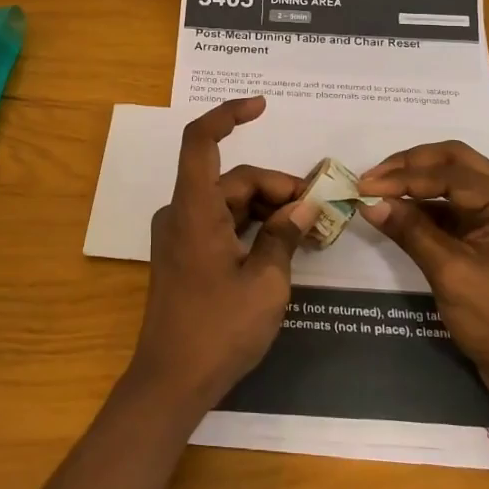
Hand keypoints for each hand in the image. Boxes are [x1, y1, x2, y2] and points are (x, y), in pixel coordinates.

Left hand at [125, 97, 312, 418]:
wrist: (171, 382)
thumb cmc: (218, 330)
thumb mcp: (266, 283)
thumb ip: (284, 236)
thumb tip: (303, 208)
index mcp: (194, 209)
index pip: (200, 140)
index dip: (228, 114)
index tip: (262, 106)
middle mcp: (182, 213)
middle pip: (232, 178)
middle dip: (277, 188)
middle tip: (318, 210)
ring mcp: (181, 234)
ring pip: (229, 201)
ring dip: (267, 208)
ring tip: (308, 229)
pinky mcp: (185, 254)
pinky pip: (221, 223)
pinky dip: (251, 225)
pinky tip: (282, 243)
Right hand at [358, 141, 488, 427]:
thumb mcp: (452, 275)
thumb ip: (411, 231)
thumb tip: (370, 203)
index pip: (451, 175)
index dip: (403, 178)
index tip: (363, 185)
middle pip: (456, 163)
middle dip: (411, 166)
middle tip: (372, 177)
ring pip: (455, 182)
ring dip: (417, 184)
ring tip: (377, 190)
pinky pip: (457, 209)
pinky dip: (427, 207)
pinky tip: (397, 212)